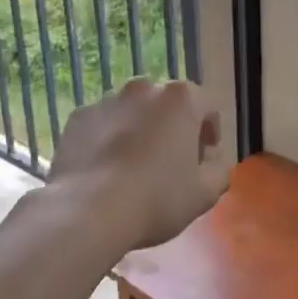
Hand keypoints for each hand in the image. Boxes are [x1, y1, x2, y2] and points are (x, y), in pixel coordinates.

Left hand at [45, 78, 229, 251]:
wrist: (87, 210)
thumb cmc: (156, 198)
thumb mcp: (205, 193)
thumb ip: (219, 168)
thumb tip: (210, 158)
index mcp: (181, 99)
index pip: (207, 107)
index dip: (209, 133)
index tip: (203, 159)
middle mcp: (144, 88)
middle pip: (167, 105)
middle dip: (172, 128)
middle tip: (170, 163)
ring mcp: (107, 99)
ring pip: (132, 112)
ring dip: (138, 131)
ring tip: (133, 167)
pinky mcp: (78, 116)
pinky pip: (102, 125)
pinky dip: (107, 139)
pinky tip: (105, 170)